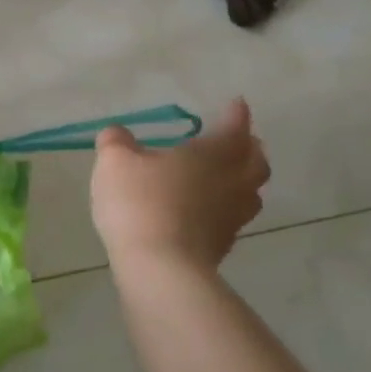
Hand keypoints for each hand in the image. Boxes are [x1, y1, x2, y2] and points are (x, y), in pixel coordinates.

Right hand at [91, 99, 269, 274]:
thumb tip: (118, 133)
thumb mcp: (115, 162)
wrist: (160, 267)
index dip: (235, 114)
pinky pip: (234, 216)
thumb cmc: (140, 203)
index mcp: (213, 154)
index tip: (236, 104)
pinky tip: (206, 208)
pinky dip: (226, 205)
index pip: (234, 127)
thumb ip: (116, 141)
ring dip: (244, 179)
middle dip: (249, 148)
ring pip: (251, 191)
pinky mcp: (223, 245)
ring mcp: (232, 216)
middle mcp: (232, 182)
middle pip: (255, 161)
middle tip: (237, 141)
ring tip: (228, 174)